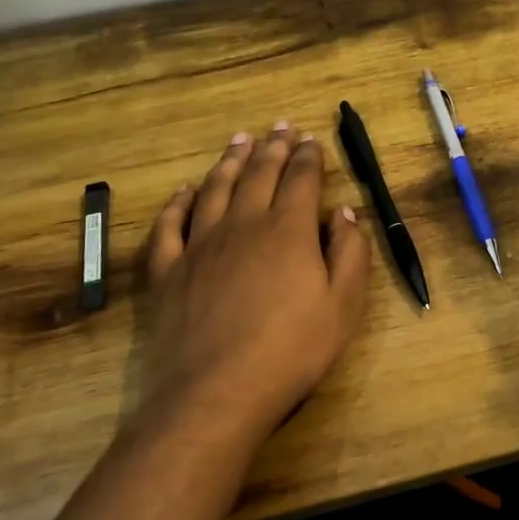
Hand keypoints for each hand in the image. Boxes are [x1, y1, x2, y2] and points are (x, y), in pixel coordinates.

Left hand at [137, 124, 370, 448]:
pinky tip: (184, 191)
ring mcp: (200, 245)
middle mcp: (243, 225)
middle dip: (273, 148)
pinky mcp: (169, 271)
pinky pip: (170, 225)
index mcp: (288, 230)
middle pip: (259, 175)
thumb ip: (350, 253)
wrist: (216, 391)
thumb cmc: (291, 350)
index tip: (312, 140)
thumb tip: (346, 212)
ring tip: (239, 141)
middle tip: (280, 128)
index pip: (301, 180)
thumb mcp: (343, 306)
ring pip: (215, 189)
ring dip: (229, 161)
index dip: (309, 157)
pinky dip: (177, 203)